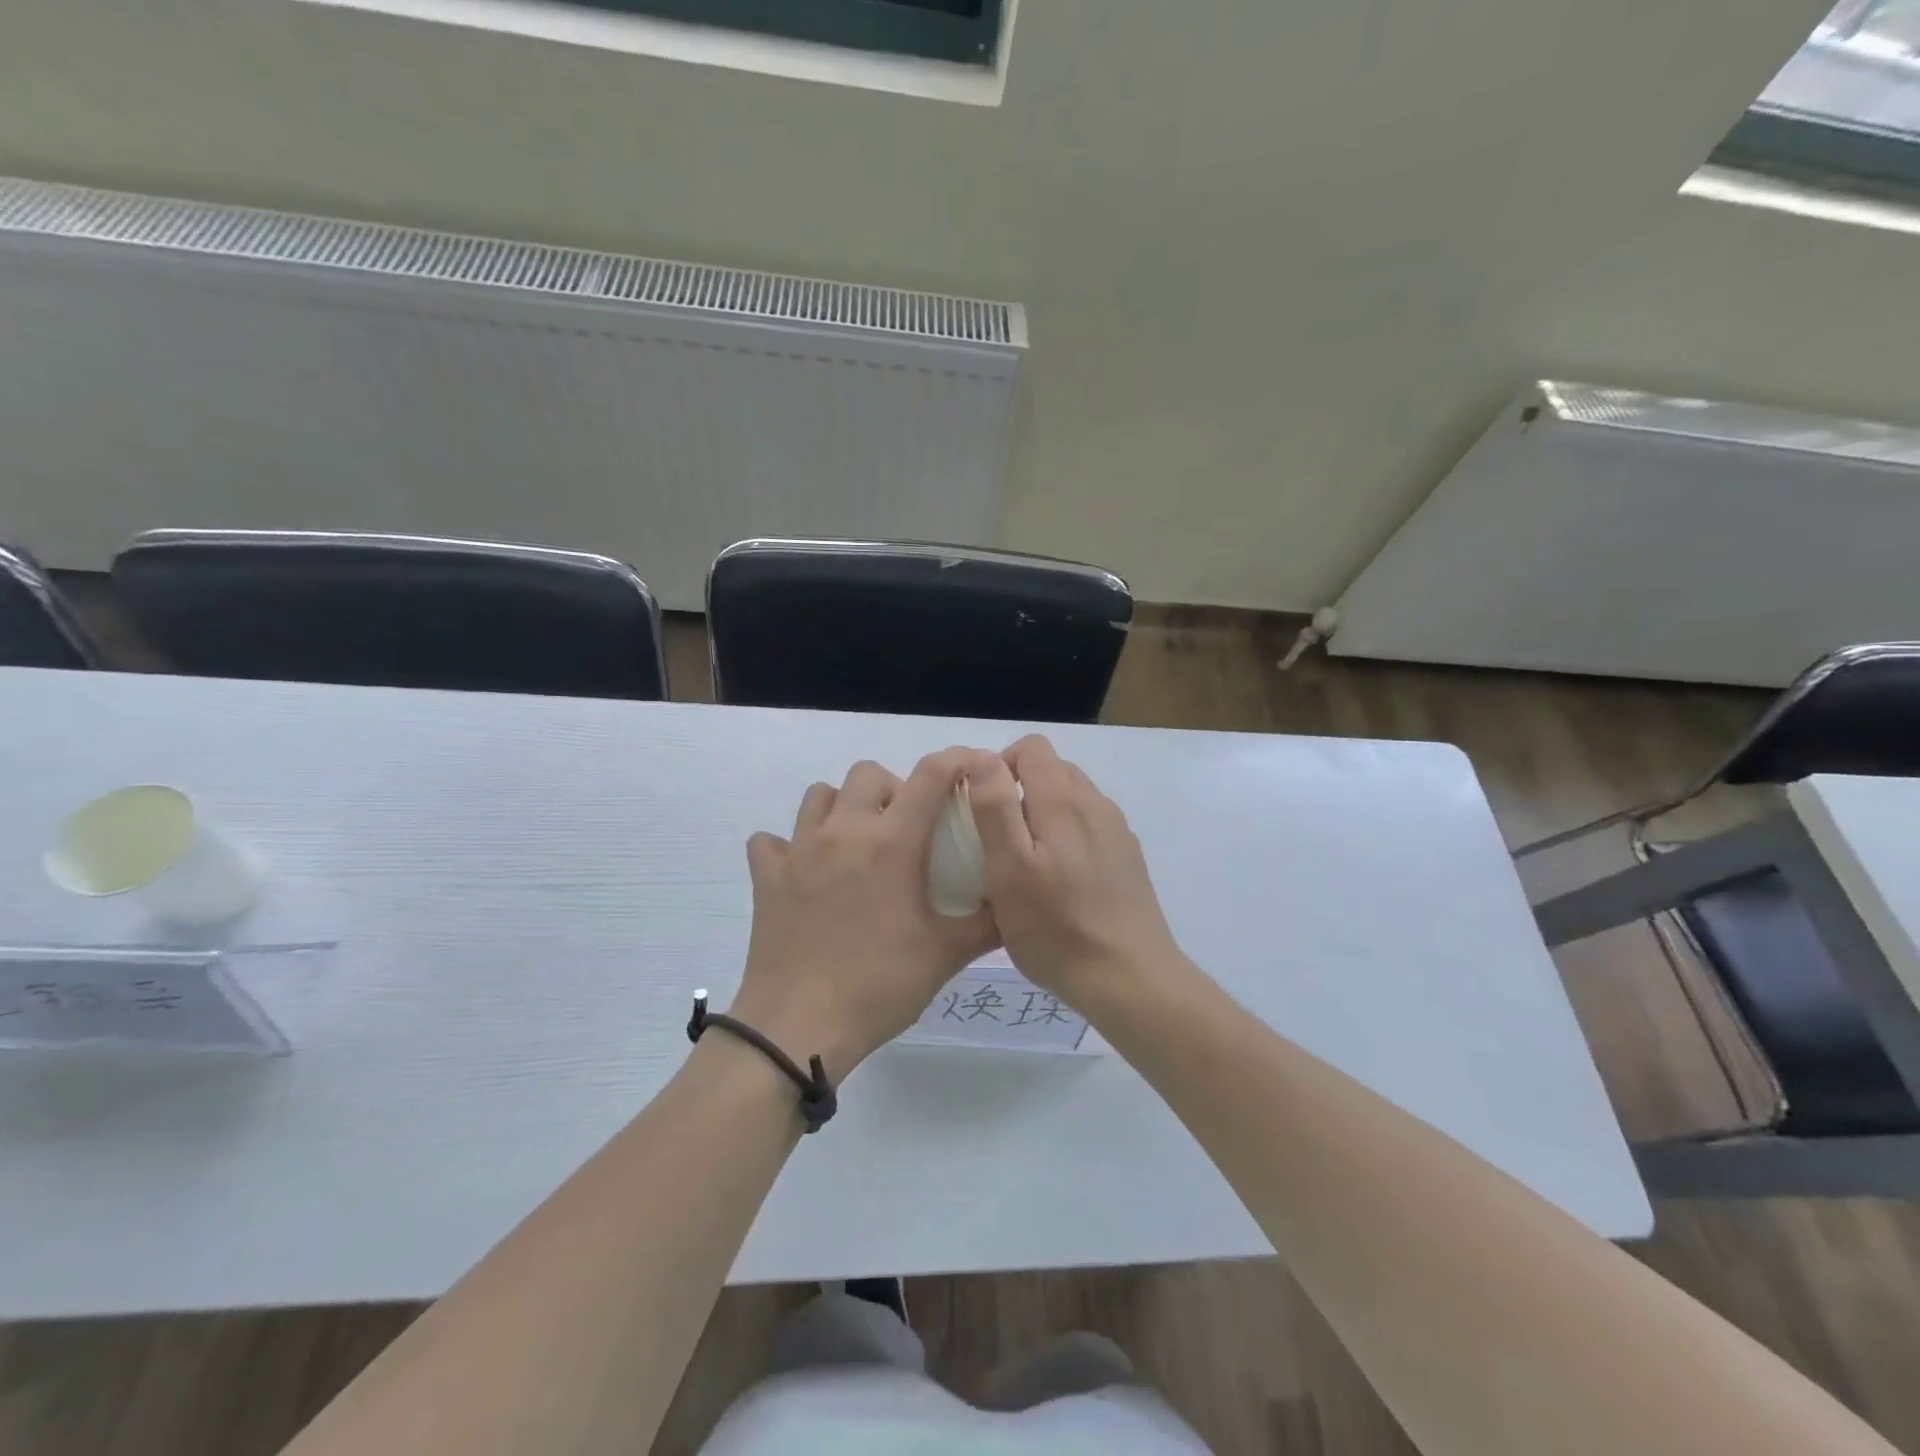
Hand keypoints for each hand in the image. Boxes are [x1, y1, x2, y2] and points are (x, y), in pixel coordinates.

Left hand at [730, 748, 1002, 1080]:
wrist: (798, 1028)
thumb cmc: (879, 986)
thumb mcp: (945, 954)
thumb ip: (988, 922)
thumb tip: (1016, 901)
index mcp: (892, 843)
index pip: (931, 776)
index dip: (957, 761)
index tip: (974, 769)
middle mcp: (843, 831)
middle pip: (868, 774)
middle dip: (894, 788)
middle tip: (907, 827)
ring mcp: (799, 850)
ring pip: (819, 795)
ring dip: (843, 807)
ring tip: (857, 842)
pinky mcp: (766, 877)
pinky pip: (771, 842)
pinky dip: (788, 847)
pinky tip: (804, 873)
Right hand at [966, 735, 1184, 1004]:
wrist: (1131, 980)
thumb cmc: (1057, 928)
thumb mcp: (1008, 869)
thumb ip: (995, 807)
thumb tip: (984, 757)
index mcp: (1064, 800)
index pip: (1032, 747)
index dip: (1000, 765)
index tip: (982, 807)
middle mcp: (1097, 804)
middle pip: (1053, 771)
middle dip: (1019, 792)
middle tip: (998, 841)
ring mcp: (1117, 832)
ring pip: (1071, 801)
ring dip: (1042, 817)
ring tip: (1025, 867)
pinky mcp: (1127, 859)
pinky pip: (1089, 829)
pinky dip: (1066, 839)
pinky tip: (1058, 885)